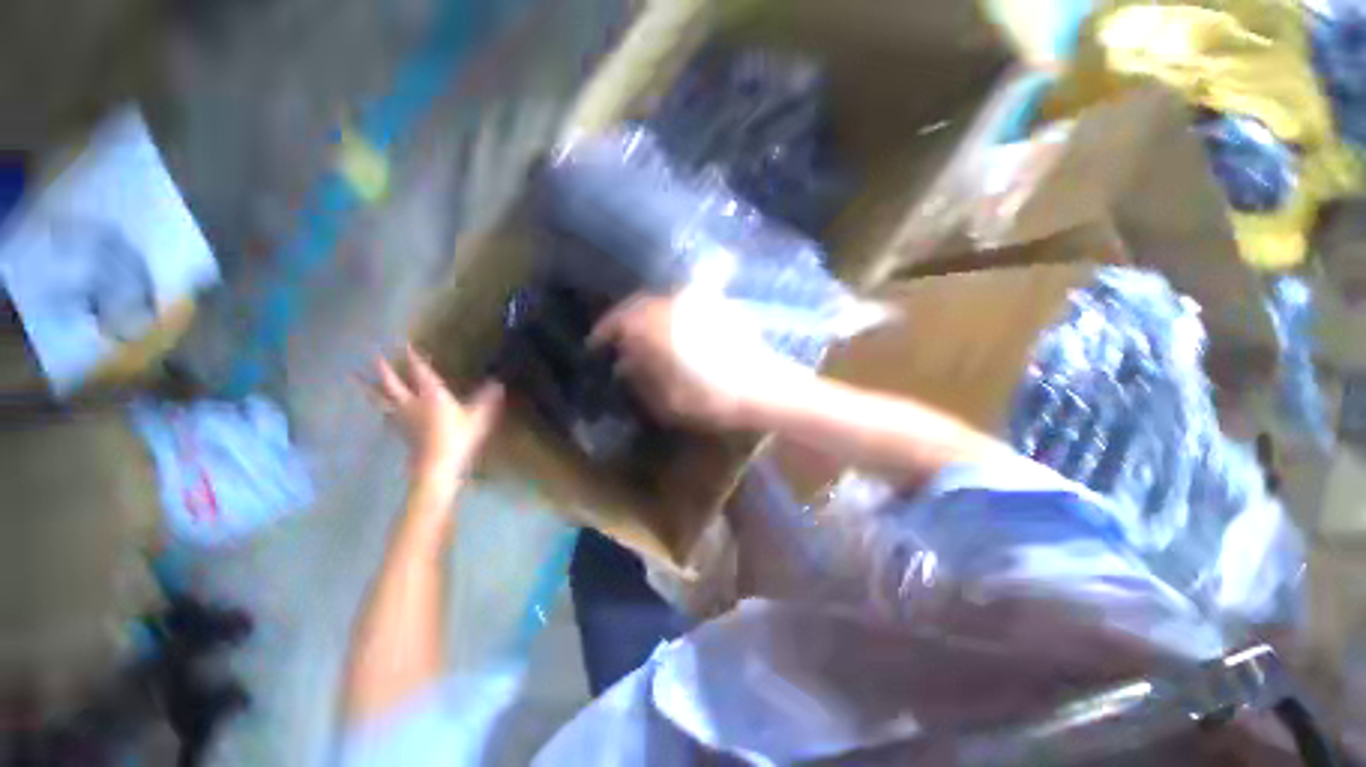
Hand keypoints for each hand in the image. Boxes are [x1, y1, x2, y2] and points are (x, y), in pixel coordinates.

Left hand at [372, 345, 503, 476]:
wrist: (436, 464)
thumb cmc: (458, 437)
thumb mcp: (479, 417)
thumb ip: (487, 399)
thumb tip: (498, 383)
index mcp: (431, 394)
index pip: (419, 371)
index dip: (413, 357)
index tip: (405, 344)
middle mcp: (412, 402)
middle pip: (392, 383)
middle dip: (384, 369)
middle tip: (373, 355)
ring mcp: (402, 417)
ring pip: (382, 398)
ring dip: (369, 387)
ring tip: (355, 378)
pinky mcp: (400, 431)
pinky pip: (386, 414)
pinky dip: (380, 407)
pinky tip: (379, 408)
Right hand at [589, 292, 806, 428]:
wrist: (763, 387)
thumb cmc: (713, 398)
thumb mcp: (668, 397)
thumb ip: (643, 376)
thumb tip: (624, 363)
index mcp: (660, 326)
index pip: (622, 319)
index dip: (606, 330)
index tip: (597, 343)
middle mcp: (678, 305)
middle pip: (642, 305)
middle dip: (627, 321)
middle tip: (620, 339)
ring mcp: (701, 302)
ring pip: (664, 301)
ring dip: (650, 316)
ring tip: (645, 335)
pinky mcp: (720, 306)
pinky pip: (688, 302)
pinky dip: (674, 313)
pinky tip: (676, 329)